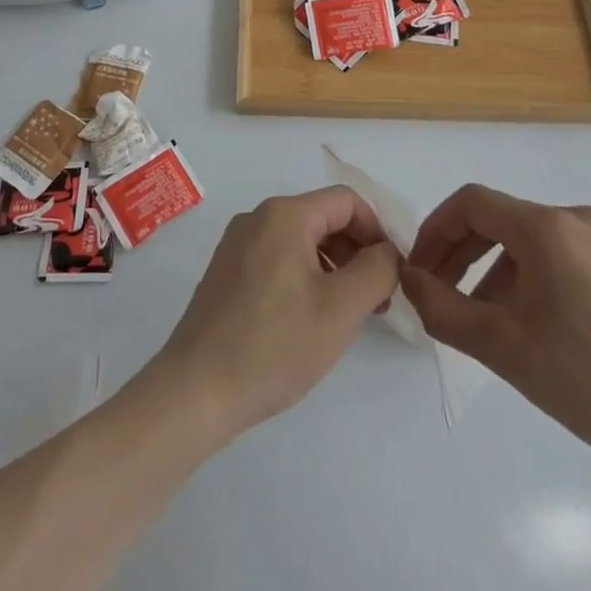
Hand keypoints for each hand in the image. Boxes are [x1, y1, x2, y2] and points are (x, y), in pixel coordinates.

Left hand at [149, 186, 400, 437]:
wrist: (197, 389)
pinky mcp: (227, 271)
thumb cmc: (274, 345)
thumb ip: (376, 271)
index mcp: (284, 214)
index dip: (377, 231)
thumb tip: (388, 252)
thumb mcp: (340, 309)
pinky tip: (311, 319)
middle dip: (356, 252)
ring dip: (333, 267)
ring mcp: (238, 244)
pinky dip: (305, 277)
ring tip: (349, 315)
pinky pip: (278, 258)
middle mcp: (258, 217)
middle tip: (378, 301)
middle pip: (323, 218)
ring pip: (301, 240)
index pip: (346, 201)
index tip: (393, 274)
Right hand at [402, 185, 590, 475]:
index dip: (435, 230)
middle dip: (462, 252)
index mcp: (547, 228)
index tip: (420, 270)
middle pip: (501, 219)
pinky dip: (533, 275)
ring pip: (531, 239)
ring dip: (496, 268)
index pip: (471, 203)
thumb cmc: (589, 382)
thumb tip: (408, 278)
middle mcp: (577, 218)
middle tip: (441, 293)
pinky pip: (563, 254)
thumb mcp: (503, 348)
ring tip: (486, 317)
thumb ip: (442, 308)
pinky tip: (534, 321)